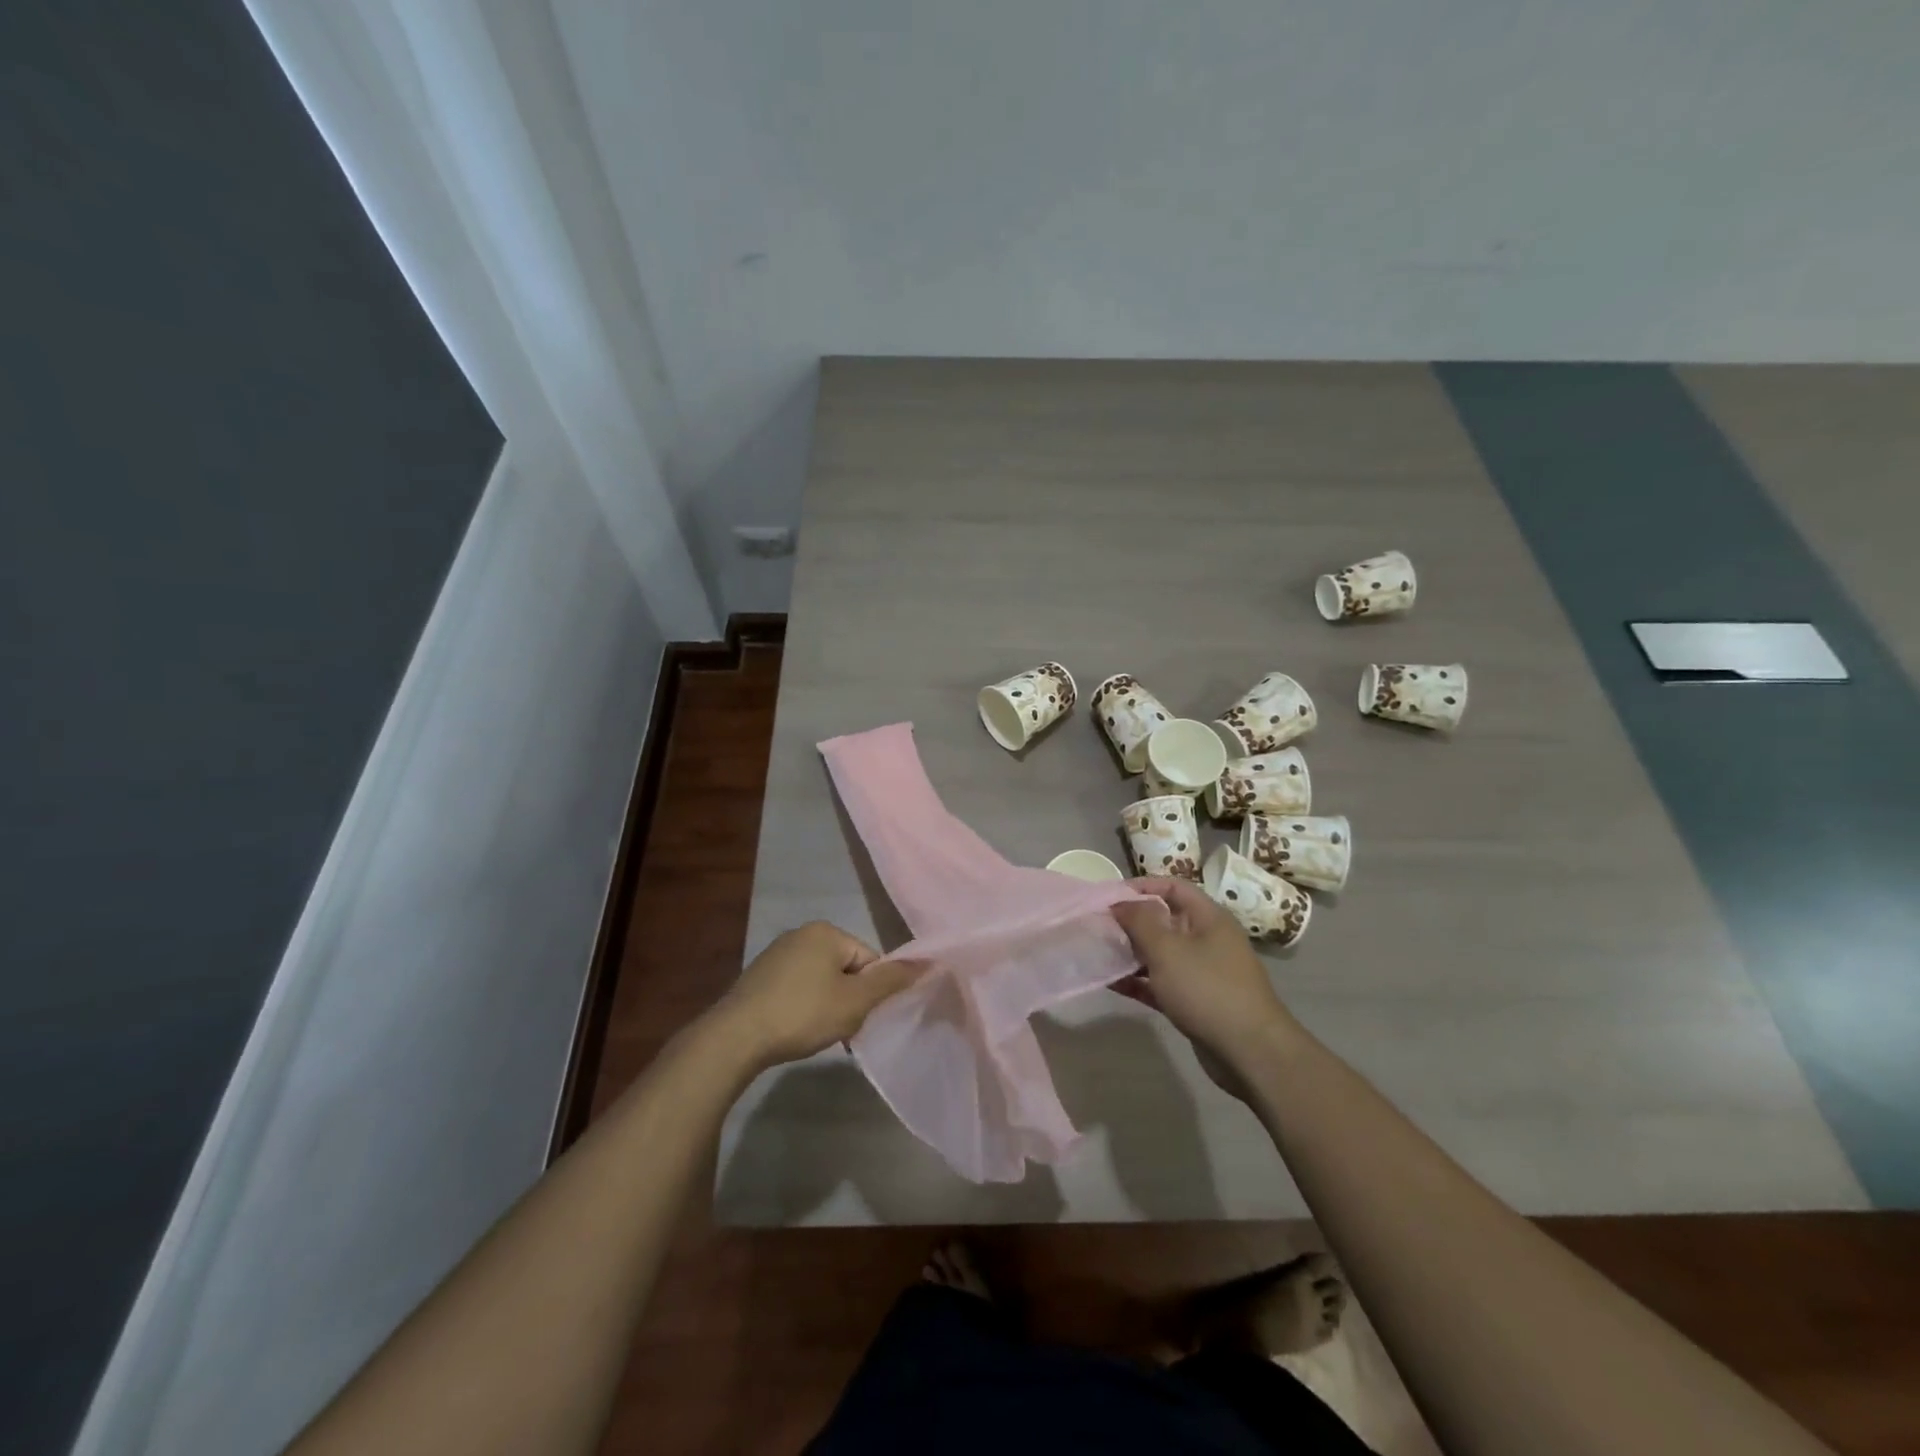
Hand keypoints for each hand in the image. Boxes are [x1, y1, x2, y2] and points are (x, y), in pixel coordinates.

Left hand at [710, 922, 921, 1070]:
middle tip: (843, 1029)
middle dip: (849, 999)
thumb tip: (928, 962)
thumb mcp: (855, 1001)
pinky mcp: (759, 977)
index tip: (862, 1018)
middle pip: (845, 968)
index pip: (869, 959)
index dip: (872, 992)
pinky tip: (796, 1030)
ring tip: (818, 1033)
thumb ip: (891, 981)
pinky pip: (797, 988)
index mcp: (826, 931)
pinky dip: (804, 1007)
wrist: (736, 1037)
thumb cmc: (803, 1013)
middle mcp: (801, 933)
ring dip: (827, 1005)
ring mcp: (776, 954)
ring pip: (821, 981)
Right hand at [1111, 878, 1295, 1090]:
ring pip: (1161, 954)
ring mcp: (1202, 972)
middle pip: (1165, 920)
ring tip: (1100, 953)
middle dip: (1132, 921)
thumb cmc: (1207, 989)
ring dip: (1132, 953)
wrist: (1250, 1052)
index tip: (1109, 897)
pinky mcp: (1195, 1001)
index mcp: (1208, 918)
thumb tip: (1120, 902)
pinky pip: (1162, 983)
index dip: (1142, 886)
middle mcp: (1207, 940)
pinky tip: (1112, 983)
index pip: (1173, 887)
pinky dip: (1140, 981)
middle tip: (1099, 926)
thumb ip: (1140, 921)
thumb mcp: (1167, 949)